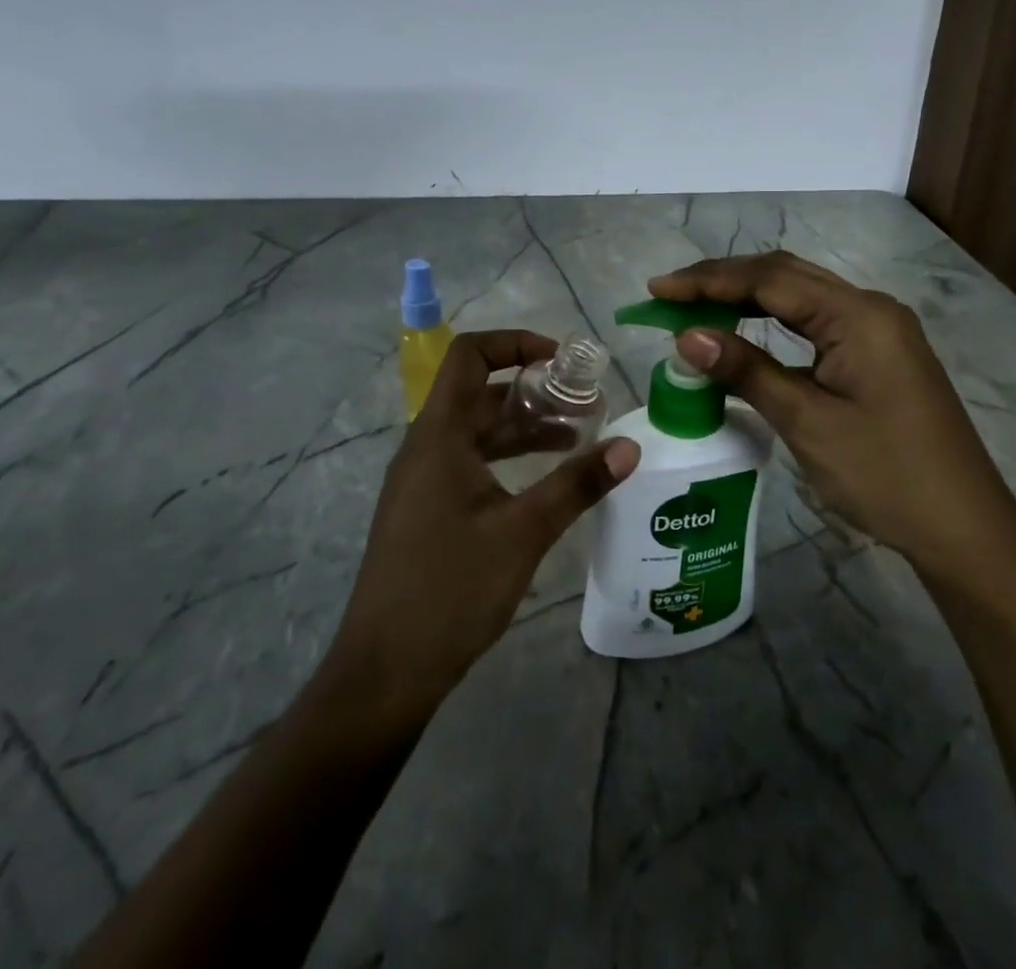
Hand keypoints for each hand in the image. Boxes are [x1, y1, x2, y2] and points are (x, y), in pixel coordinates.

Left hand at [325, 330, 639, 721]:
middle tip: (587, 406)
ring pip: (479, 432)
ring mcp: (423, 480)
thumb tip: (629, 446)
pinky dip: (508, 459)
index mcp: (439, 435)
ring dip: (525, 428)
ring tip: (578, 440)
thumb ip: (577, 484)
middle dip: (534, 392)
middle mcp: (426, 447)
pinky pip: (471, 463)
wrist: (385, 672)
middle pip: (480, 394)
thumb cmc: (450, 589)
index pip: (470, 355)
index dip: (515, 343)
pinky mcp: (427, 510)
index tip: (562, 362)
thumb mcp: (523, 532)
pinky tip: (545, 483)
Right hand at [649, 252, 1008, 566]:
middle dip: (724, 281)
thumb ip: (747, 370)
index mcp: (858, 315)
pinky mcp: (879, 353)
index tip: (657, 291)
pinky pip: (816, 321)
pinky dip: (774, 321)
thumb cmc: (885, 475)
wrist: (963, 528)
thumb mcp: (807, 422)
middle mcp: (870, 308)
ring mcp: (879, 329)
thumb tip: (686, 337)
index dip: (707, 281)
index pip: (768, 280)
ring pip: (801, 296)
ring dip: (748, 297)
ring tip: (695, 308)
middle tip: (669, 296)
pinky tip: (746, 332)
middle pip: (785, 276)